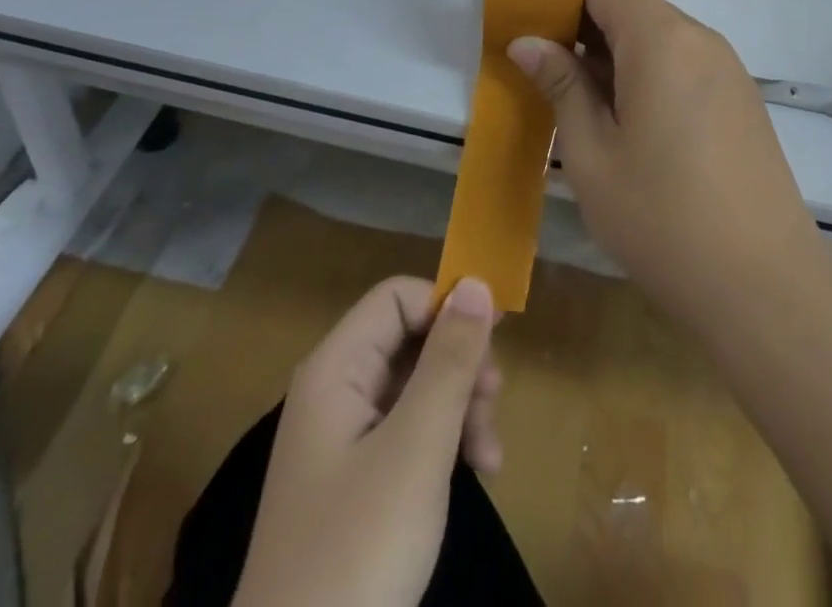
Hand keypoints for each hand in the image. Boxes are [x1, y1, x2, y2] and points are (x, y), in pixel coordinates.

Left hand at [233, 276, 500, 606]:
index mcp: (336, 369)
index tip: (494, 340)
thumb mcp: (417, 448)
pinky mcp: (357, 481)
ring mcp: (345, 439)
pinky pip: (409, 431)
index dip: (446, 307)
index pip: (397, 297)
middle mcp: (337, 391)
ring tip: (490, 457)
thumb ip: (449, 360)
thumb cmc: (359, 550)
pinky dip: (445, 442)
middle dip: (460, 365)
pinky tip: (477, 473)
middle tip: (495, 402)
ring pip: (417, 386)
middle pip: (411, 340)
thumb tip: (476, 282)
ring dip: (461, 408)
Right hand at [508, 0, 819, 335]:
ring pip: (658, 38)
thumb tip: (527, 41)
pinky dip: (649, 77)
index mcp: (661, 38)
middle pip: (633, 6)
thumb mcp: (591, 154)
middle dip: (586, 29)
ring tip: (586, 112)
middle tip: (548, 77)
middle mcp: (699, 38)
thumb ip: (561, 85)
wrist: (765, 286)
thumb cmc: (662, 217)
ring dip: (616, 58)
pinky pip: (684, 66)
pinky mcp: (741, 100)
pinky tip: (634, 133)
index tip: (535, 30)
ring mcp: (727, 69)